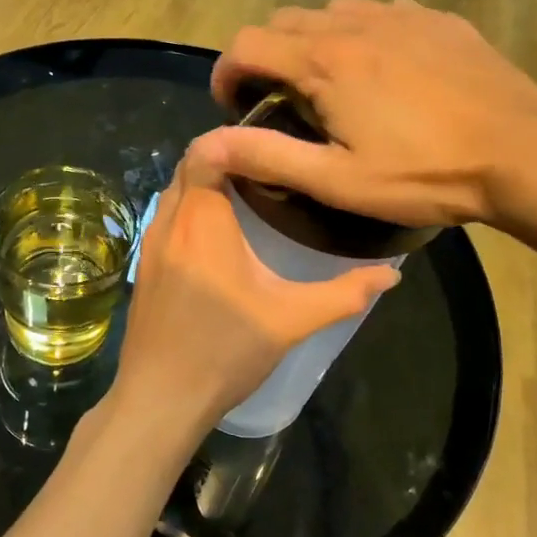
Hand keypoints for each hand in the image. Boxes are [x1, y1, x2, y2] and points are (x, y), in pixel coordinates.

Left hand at [106, 146, 400, 446]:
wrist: (160, 398)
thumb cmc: (225, 352)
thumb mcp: (291, 321)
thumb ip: (344, 294)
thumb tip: (393, 274)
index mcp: (202, 220)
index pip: (206, 149)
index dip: (234, 138)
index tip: (271, 146)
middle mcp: (169, 221)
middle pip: (188, 164)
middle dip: (224, 157)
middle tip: (268, 168)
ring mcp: (150, 244)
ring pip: (174, 191)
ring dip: (204, 183)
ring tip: (248, 194)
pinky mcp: (143, 266)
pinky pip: (166, 218)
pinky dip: (189, 209)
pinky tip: (217, 235)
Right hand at [208, 0, 536, 229]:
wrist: (524, 152)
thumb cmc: (424, 174)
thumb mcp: (337, 180)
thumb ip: (267, 156)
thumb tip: (206, 144)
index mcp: (323, 61)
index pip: (245, 44)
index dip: (225, 73)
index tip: (233, 106)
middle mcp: (354, 22)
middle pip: (284, 22)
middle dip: (266, 57)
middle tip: (279, 102)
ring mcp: (400, 14)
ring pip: (331, 11)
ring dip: (312, 42)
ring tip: (330, 84)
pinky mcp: (437, 19)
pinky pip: (379, 12)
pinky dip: (360, 34)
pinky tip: (383, 71)